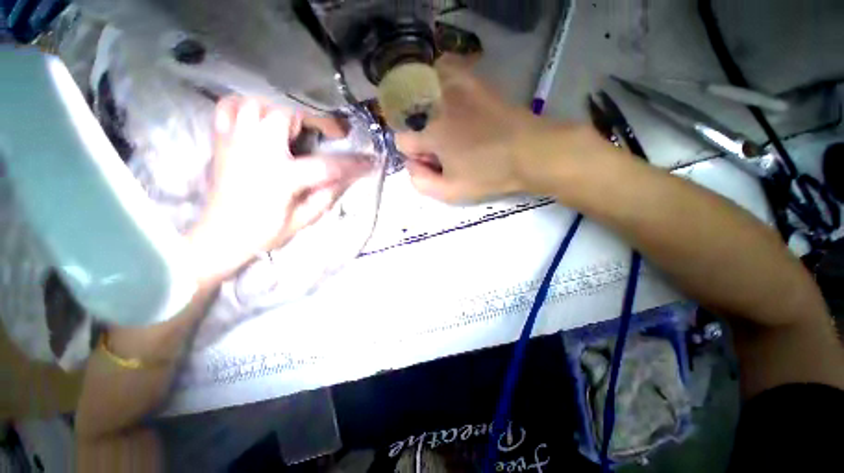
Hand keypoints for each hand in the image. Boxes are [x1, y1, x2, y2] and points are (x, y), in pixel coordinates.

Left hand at [188, 97, 370, 283]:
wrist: (220, 236)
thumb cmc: (264, 232)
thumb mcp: (304, 219)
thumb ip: (327, 194)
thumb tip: (347, 176)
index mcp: (281, 176)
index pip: (326, 165)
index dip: (352, 163)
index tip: (369, 161)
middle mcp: (256, 151)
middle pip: (286, 116)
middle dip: (311, 123)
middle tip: (323, 137)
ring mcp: (234, 142)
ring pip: (256, 105)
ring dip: (279, 111)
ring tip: (291, 127)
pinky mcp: (220, 141)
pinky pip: (228, 108)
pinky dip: (245, 106)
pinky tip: (257, 119)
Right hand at [395, 54, 601, 202]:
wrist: (530, 152)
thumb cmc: (489, 174)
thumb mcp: (450, 192)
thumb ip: (420, 182)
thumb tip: (412, 164)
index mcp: (430, 133)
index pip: (402, 141)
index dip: (416, 156)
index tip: (434, 162)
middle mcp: (436, 104)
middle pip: (411, 120)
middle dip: (421, 137)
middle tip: (445, 149)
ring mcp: (455, 87)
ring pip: (422, 94)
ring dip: (428, 113)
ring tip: (449, 128)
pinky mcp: (473, 80)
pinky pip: (444, 70)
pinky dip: (440, 82)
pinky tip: (452, 100)